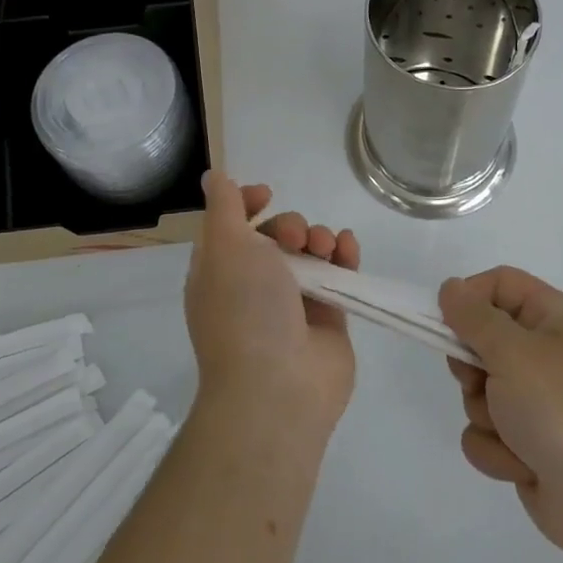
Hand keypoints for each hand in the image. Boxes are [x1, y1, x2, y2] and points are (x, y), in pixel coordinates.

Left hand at [184, 172, 359, 442]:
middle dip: (290, 225)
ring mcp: (292, 304)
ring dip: (320, 238)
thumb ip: (225, 207)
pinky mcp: (328, 318)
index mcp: (220, 272)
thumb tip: (214, 176)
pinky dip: (345, 256)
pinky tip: (348, 248)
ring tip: (326, 248)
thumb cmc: (245, 310)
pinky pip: (338, 275)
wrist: (278, 387)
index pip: (233, 227)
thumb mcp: (225, 246)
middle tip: (295, 240)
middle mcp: (254, 286)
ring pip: (310, 253)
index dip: (248, 204)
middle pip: (276, 236)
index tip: (267, 194)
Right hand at [439, 267, 562, 562]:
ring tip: (515, 432)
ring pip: (476, 391)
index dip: (469, 298)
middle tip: (482, 380)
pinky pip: (484, 432)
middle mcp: (543, 352)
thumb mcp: (514, 352)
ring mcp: (533, 399)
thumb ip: (474, 317)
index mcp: (553, 317)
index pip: (499, 284)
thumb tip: (450, 288)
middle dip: (472, 367)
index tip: (445, 322)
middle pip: (480, 339)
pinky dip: (496, 449)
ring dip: (486, 414)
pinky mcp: (524, 441)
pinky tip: (522, 464)